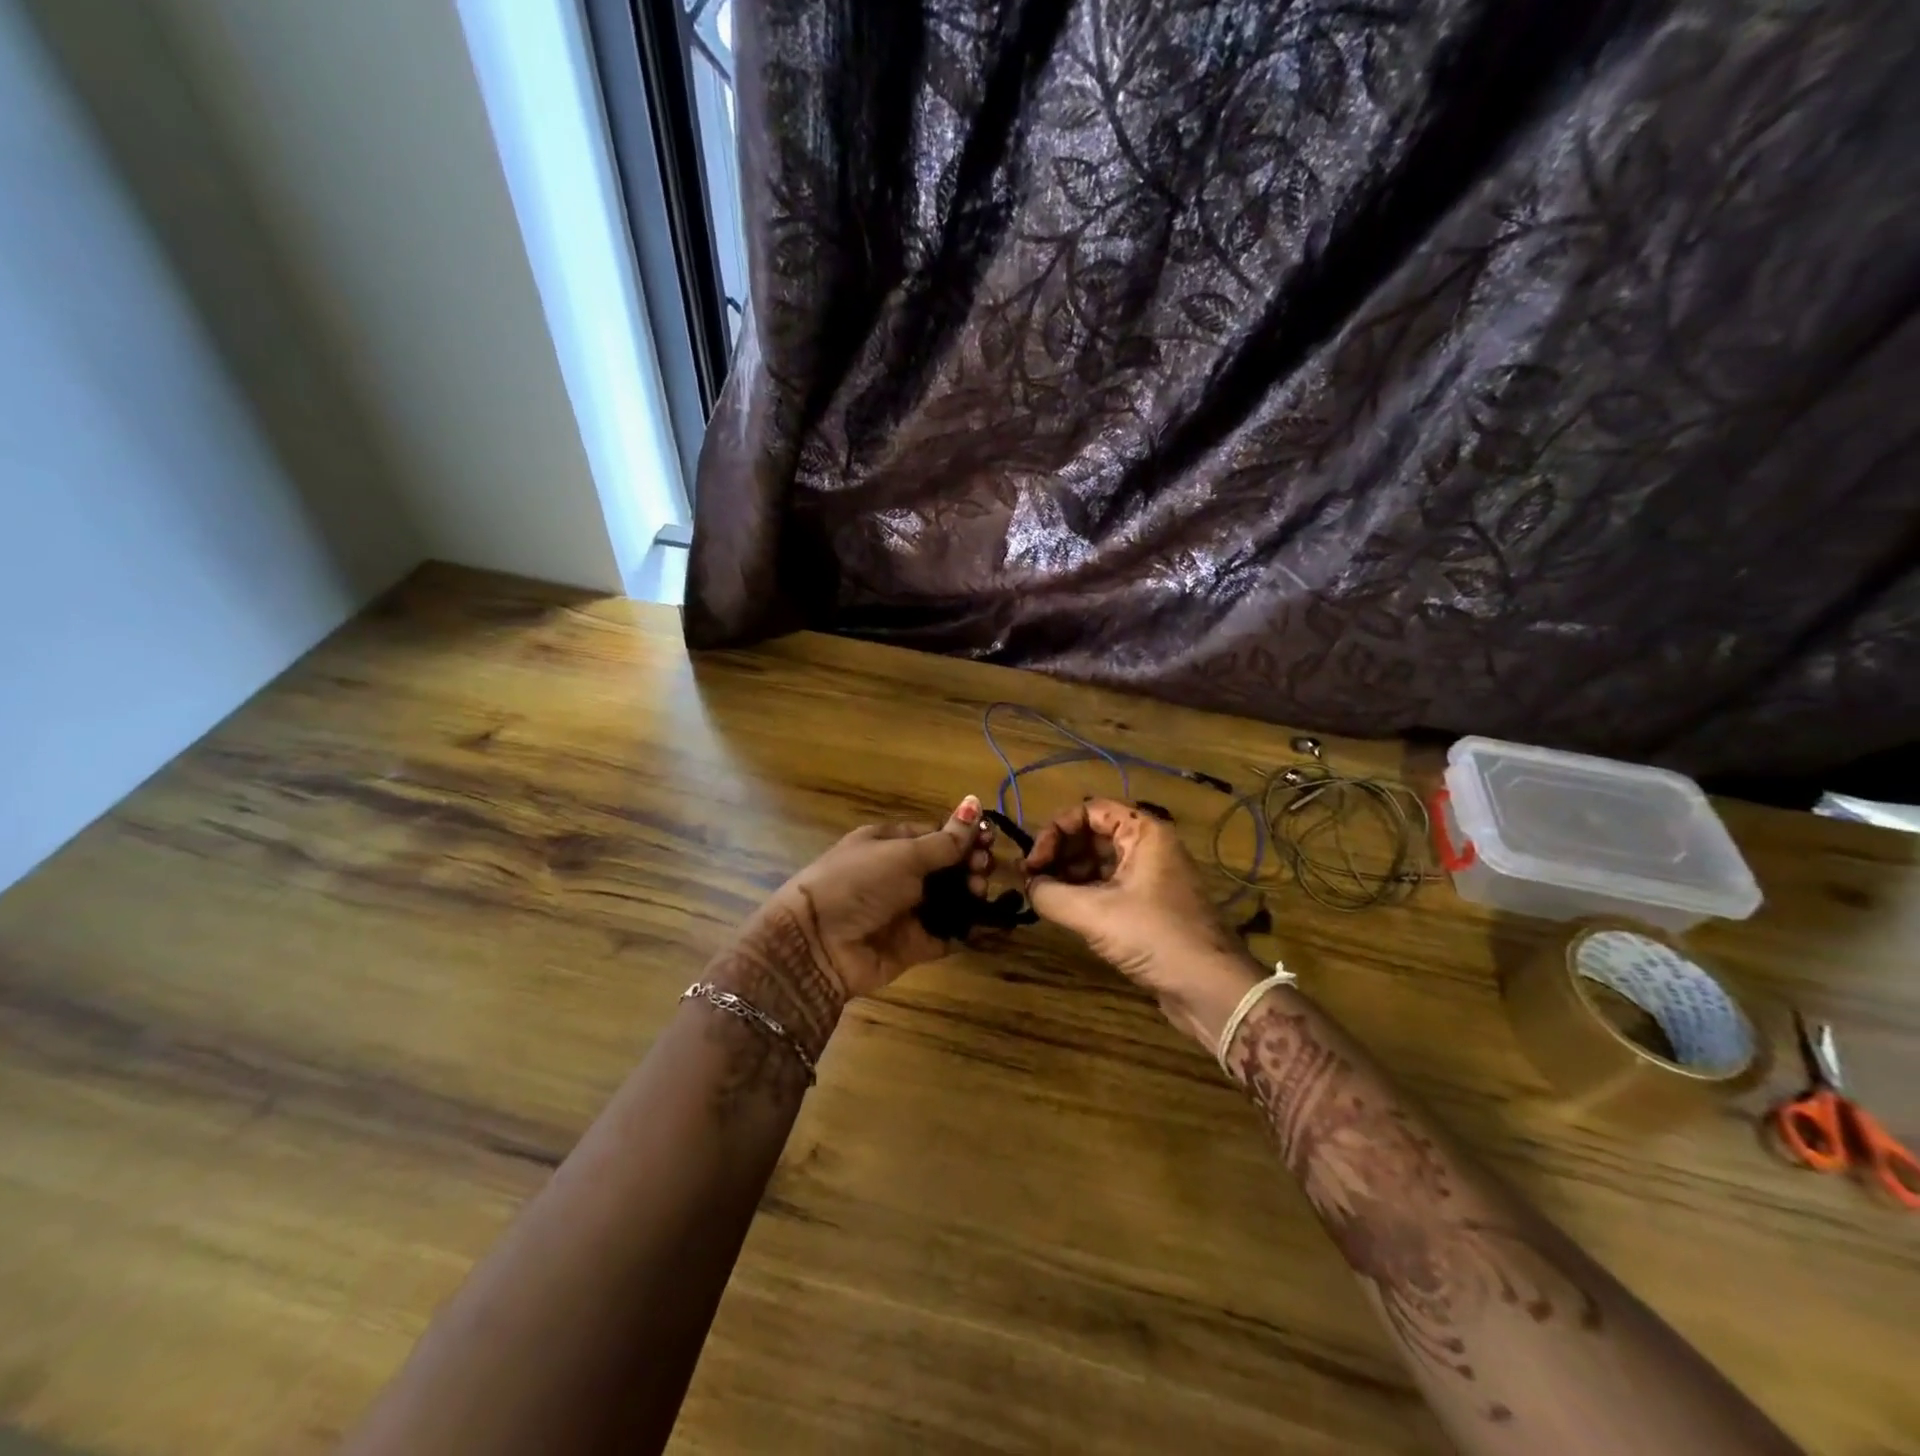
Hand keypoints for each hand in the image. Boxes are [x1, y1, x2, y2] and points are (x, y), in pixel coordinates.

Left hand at [753, 795, 994, 1003]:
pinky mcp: (915, 944)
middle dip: (971, 865)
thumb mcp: (903, 855)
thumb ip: (945, 840)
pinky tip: (993, 923)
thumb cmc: (858, 883)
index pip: (937, 834)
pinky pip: (949, 934)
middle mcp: (900, 875)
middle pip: (948, 867)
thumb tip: (975, 803)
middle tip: (985, 869)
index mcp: (891, 843)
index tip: (990, 840)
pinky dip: (970, 930)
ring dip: (972, 894)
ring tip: (980, 892)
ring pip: (952, 899)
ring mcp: (907, 911)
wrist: (817, 944)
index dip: (965, 836)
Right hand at [1024, 799, 1260, 1048]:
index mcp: (1143, 832)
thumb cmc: (1155, 937)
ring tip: (1044, 897)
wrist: (1210, 989)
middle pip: (1092, 834)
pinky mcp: (1148, 905)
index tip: (1034, 862)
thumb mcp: (1094, 913)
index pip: (1089, 811)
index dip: (1056, 830)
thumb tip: (1029, 885)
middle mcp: (1148, 846)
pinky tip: (1064, 912)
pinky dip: (1084, 893)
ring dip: (1068, 875)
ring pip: (1098, 862)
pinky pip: (1108, 886)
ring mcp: (1150, 876)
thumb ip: (1051, 894)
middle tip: (1033, 880)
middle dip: (1059, 853)